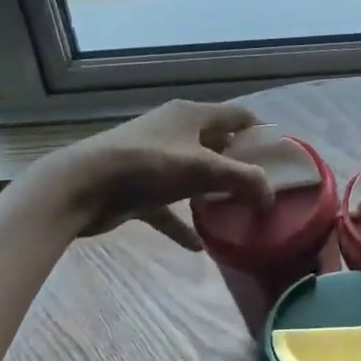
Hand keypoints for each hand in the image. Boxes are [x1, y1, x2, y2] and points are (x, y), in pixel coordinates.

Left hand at [26, 101, 275, 251]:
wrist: (81, 186)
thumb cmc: (148, 165)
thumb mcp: (203, 169)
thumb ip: (243, 180)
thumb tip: (271, 196)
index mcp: (192, 115)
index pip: (237, 115)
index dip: (260, 132)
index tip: (279, 158)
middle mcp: (175, 131)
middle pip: (216, 144)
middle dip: (238, 165)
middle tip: (261, 190)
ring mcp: (154, 160)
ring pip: (192, 175)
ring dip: (211, 193)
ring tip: (235, 213)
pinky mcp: (138, 189)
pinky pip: (168, 207)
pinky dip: (182, 223)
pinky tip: (198, 246)